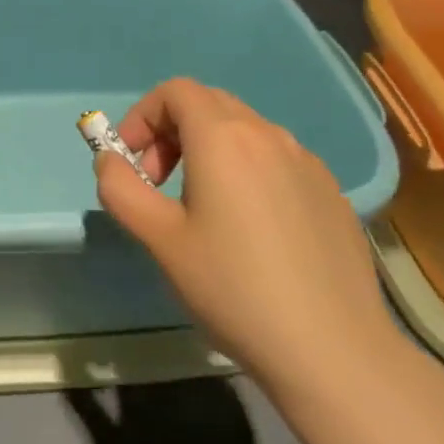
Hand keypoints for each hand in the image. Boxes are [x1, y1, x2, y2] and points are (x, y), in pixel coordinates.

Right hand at [95, 79, 400, 393]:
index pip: (174, 91)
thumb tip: (109, 160)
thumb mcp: (160, 240)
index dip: (143, 116)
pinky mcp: (331, 191)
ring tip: (204, 207)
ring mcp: (306, 161)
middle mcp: (267, 134)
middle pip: (208, 103)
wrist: (334, 352)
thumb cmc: (234, 289)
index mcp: (223, 137)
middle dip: (172, 131)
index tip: (132, 162)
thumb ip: (120, 188)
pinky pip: (277, 159)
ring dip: (210, 149)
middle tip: (159, 182)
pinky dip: (248, 170)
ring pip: (244, 130)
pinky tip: (253, 229)